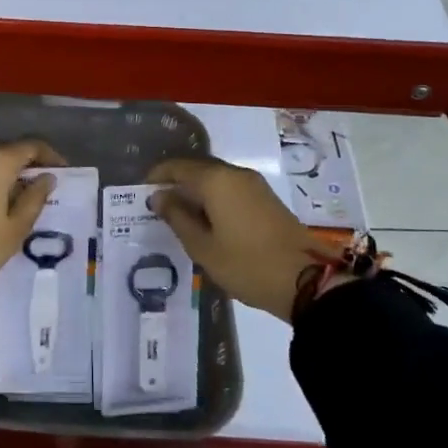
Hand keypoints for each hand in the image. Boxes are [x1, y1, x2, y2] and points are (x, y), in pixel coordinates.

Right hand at [148, 157, 324, 321]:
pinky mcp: (266, 200)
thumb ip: (177, 218)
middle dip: (175, 184)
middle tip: (156, 207)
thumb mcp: (203, 247)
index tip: (140, 193)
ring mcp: (254, 186)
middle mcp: (235, 174)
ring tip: (178, 217)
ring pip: (215, 180)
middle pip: (197, 170)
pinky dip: (212, 200)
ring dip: (195, 193)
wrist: (307, 281)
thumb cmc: (247, 265)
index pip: (177, 167)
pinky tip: (205, 222)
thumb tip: (158, 197)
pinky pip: (230, 190)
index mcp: (216, 180)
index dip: (157, 177)